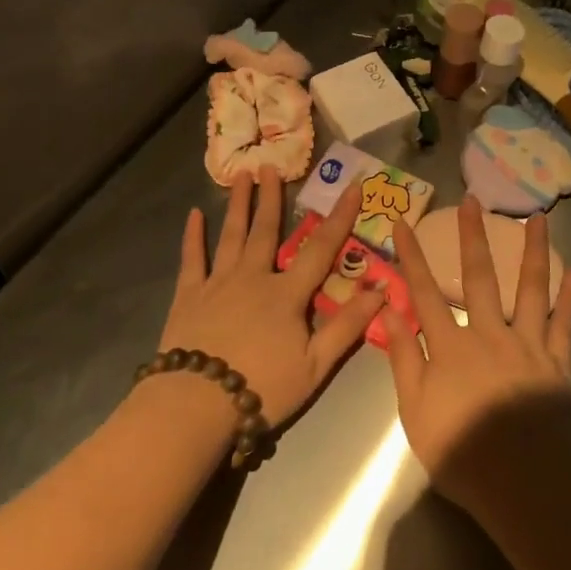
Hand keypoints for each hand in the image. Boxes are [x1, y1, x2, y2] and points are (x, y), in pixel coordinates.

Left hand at [159, 167, 382, 426]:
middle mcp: (254, 277)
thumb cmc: (262, 388)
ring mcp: (218, 283)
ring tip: (241, 175)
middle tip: (271, 166)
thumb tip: (382, 290)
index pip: (321, 248)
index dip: (340, 217)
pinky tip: (194, 215)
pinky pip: (192, 259)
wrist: (198, 404)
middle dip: (272, 197)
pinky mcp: (189, 296)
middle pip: (266, 230)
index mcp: (287, 294)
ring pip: (231, 235)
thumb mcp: (315, 366)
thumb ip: (347, 327)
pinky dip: (193, 236)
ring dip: (238, 204)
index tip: (353, 186)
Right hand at [386, 196, 570, 512]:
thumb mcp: (414, 410)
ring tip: (538, 217)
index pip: (423, 291)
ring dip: (533, 250)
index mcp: (449, 345)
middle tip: (475, 200)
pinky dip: (569, 298)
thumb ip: (402, 357)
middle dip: (474, 236)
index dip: (410, 256)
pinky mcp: (557, 363)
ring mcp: (527, 345)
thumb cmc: (460, 451)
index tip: (401, 221)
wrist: (522, 484)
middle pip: (479, 276)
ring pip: (531, 288)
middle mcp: (488, 333)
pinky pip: (564, 324)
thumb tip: (389, 310)